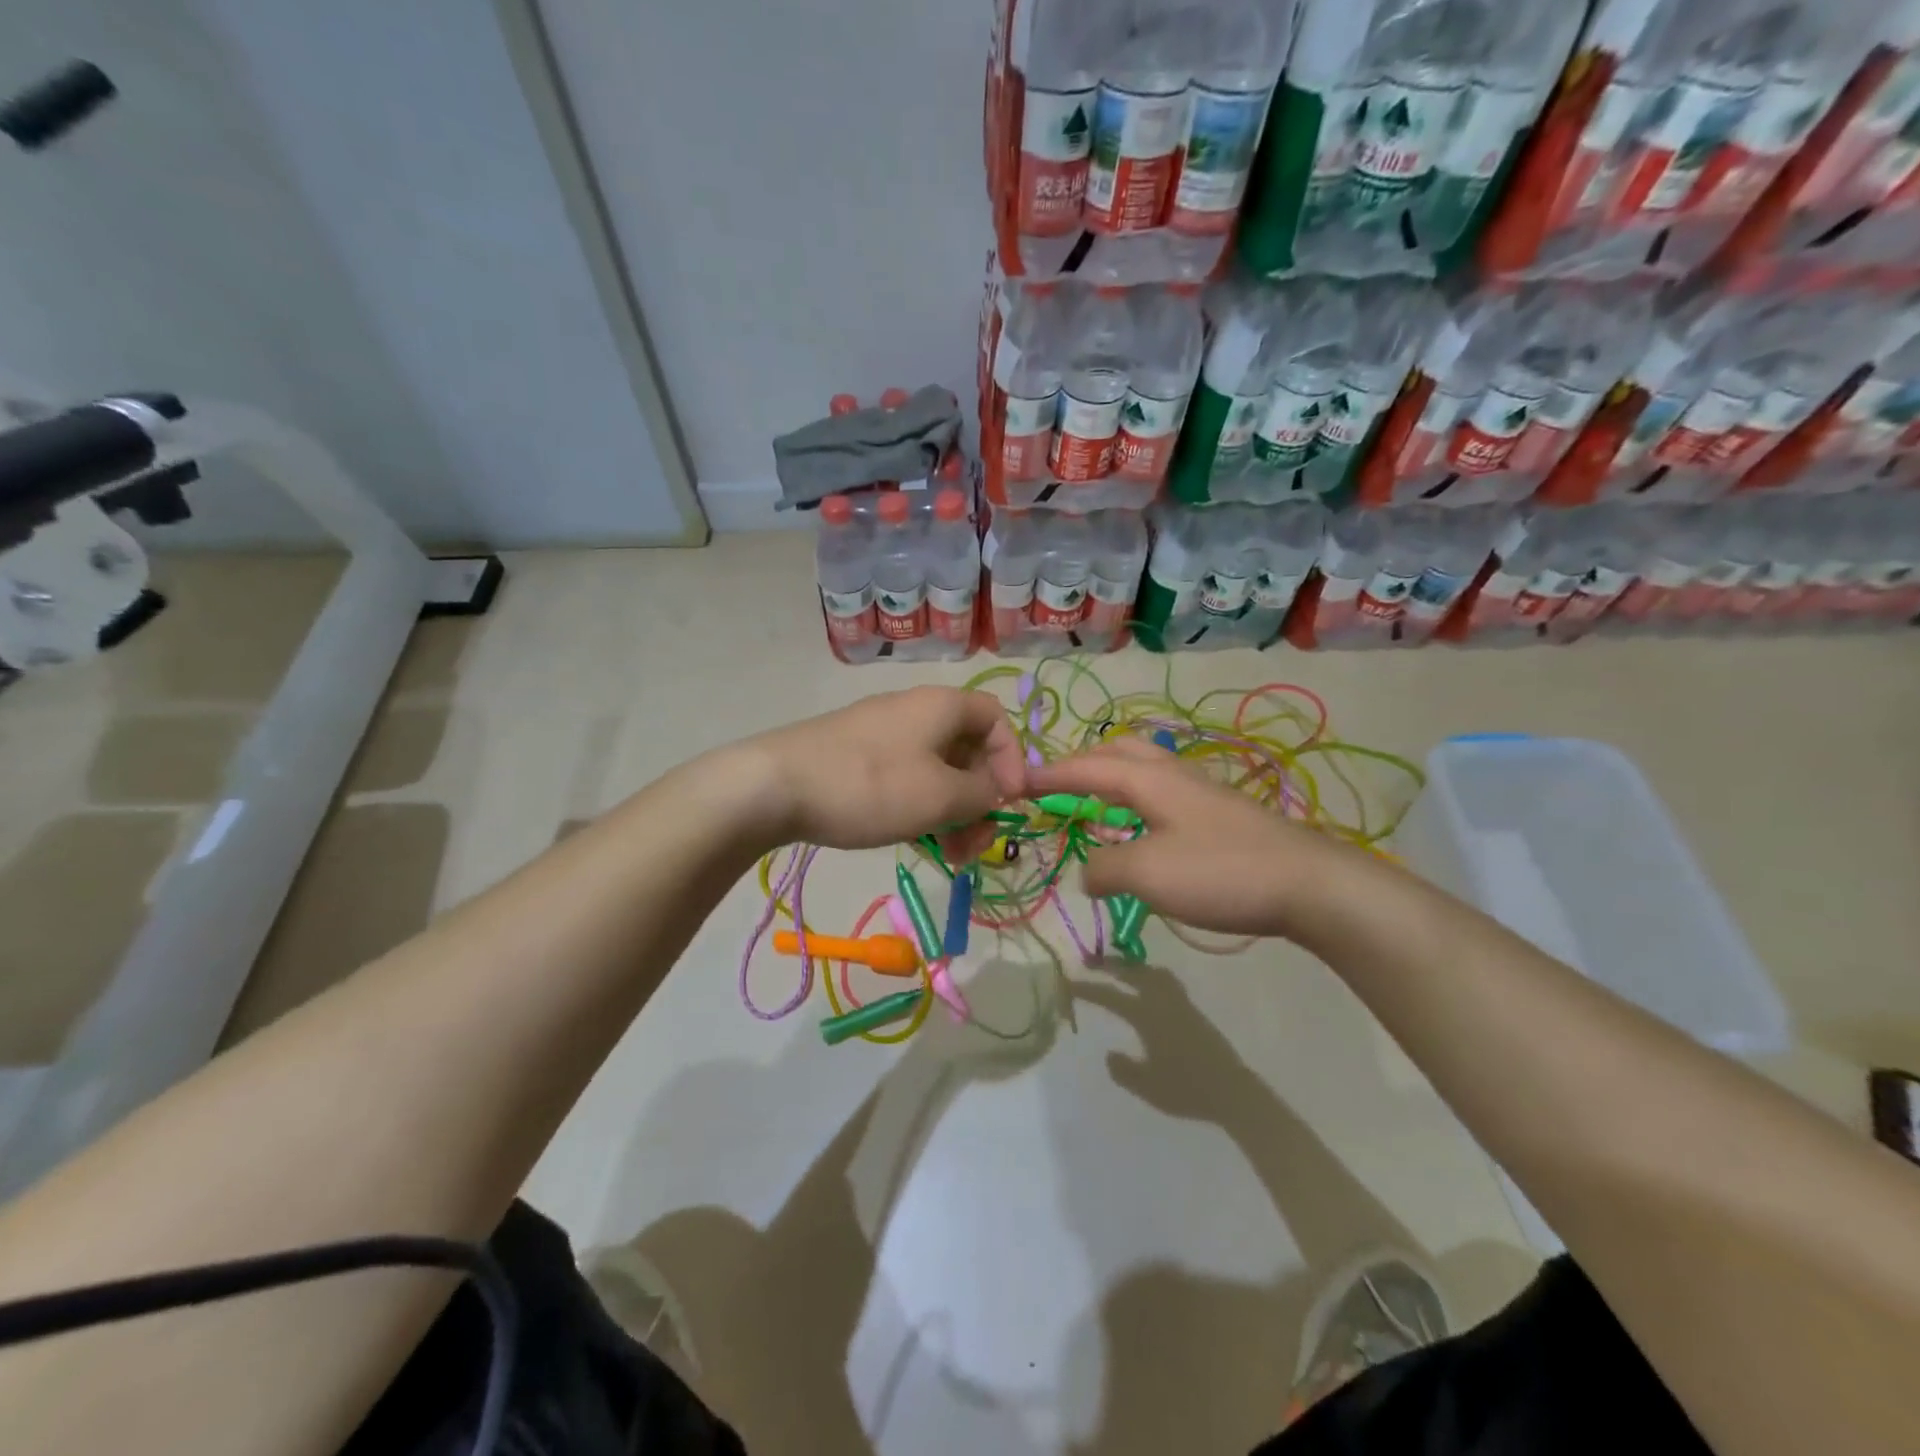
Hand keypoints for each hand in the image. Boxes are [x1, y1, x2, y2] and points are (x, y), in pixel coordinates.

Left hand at [745, 687, 1025, 855]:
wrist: (774, 786)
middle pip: (967, 749)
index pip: (996, 720)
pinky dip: (921, 808)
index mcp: (941, 707)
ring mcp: (882, 734)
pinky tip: (916, 842)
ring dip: (952, 812)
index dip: (1012, 760)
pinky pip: (906, 777)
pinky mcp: (856, 757)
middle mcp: (915, 711)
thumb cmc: (870, 786)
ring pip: (936, 770)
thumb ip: (983, 794)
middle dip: (980, 798)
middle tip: (976, 843)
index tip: (1009, 802)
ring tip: (949, 856)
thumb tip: (997, 790)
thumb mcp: (940, 796)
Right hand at [1027, 735, 1365, 939]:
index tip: (1015, 781)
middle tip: (1057, 786)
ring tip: (1094, 805)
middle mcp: (1172, 774)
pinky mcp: (1220, 815)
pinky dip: (1135, 802)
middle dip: (1081, 763)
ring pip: (1144, 770)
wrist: (1309, 884)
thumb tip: (1087, 870)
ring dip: (1111, 779)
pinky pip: (1162, 794)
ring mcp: (1201, 792)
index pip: (1085, 766)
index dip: (1048, 774)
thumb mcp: (1147, 874)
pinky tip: (1142, 831)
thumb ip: (1105, 868)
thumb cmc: (1220, 871)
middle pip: (1118, 751)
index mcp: (1148, 779)